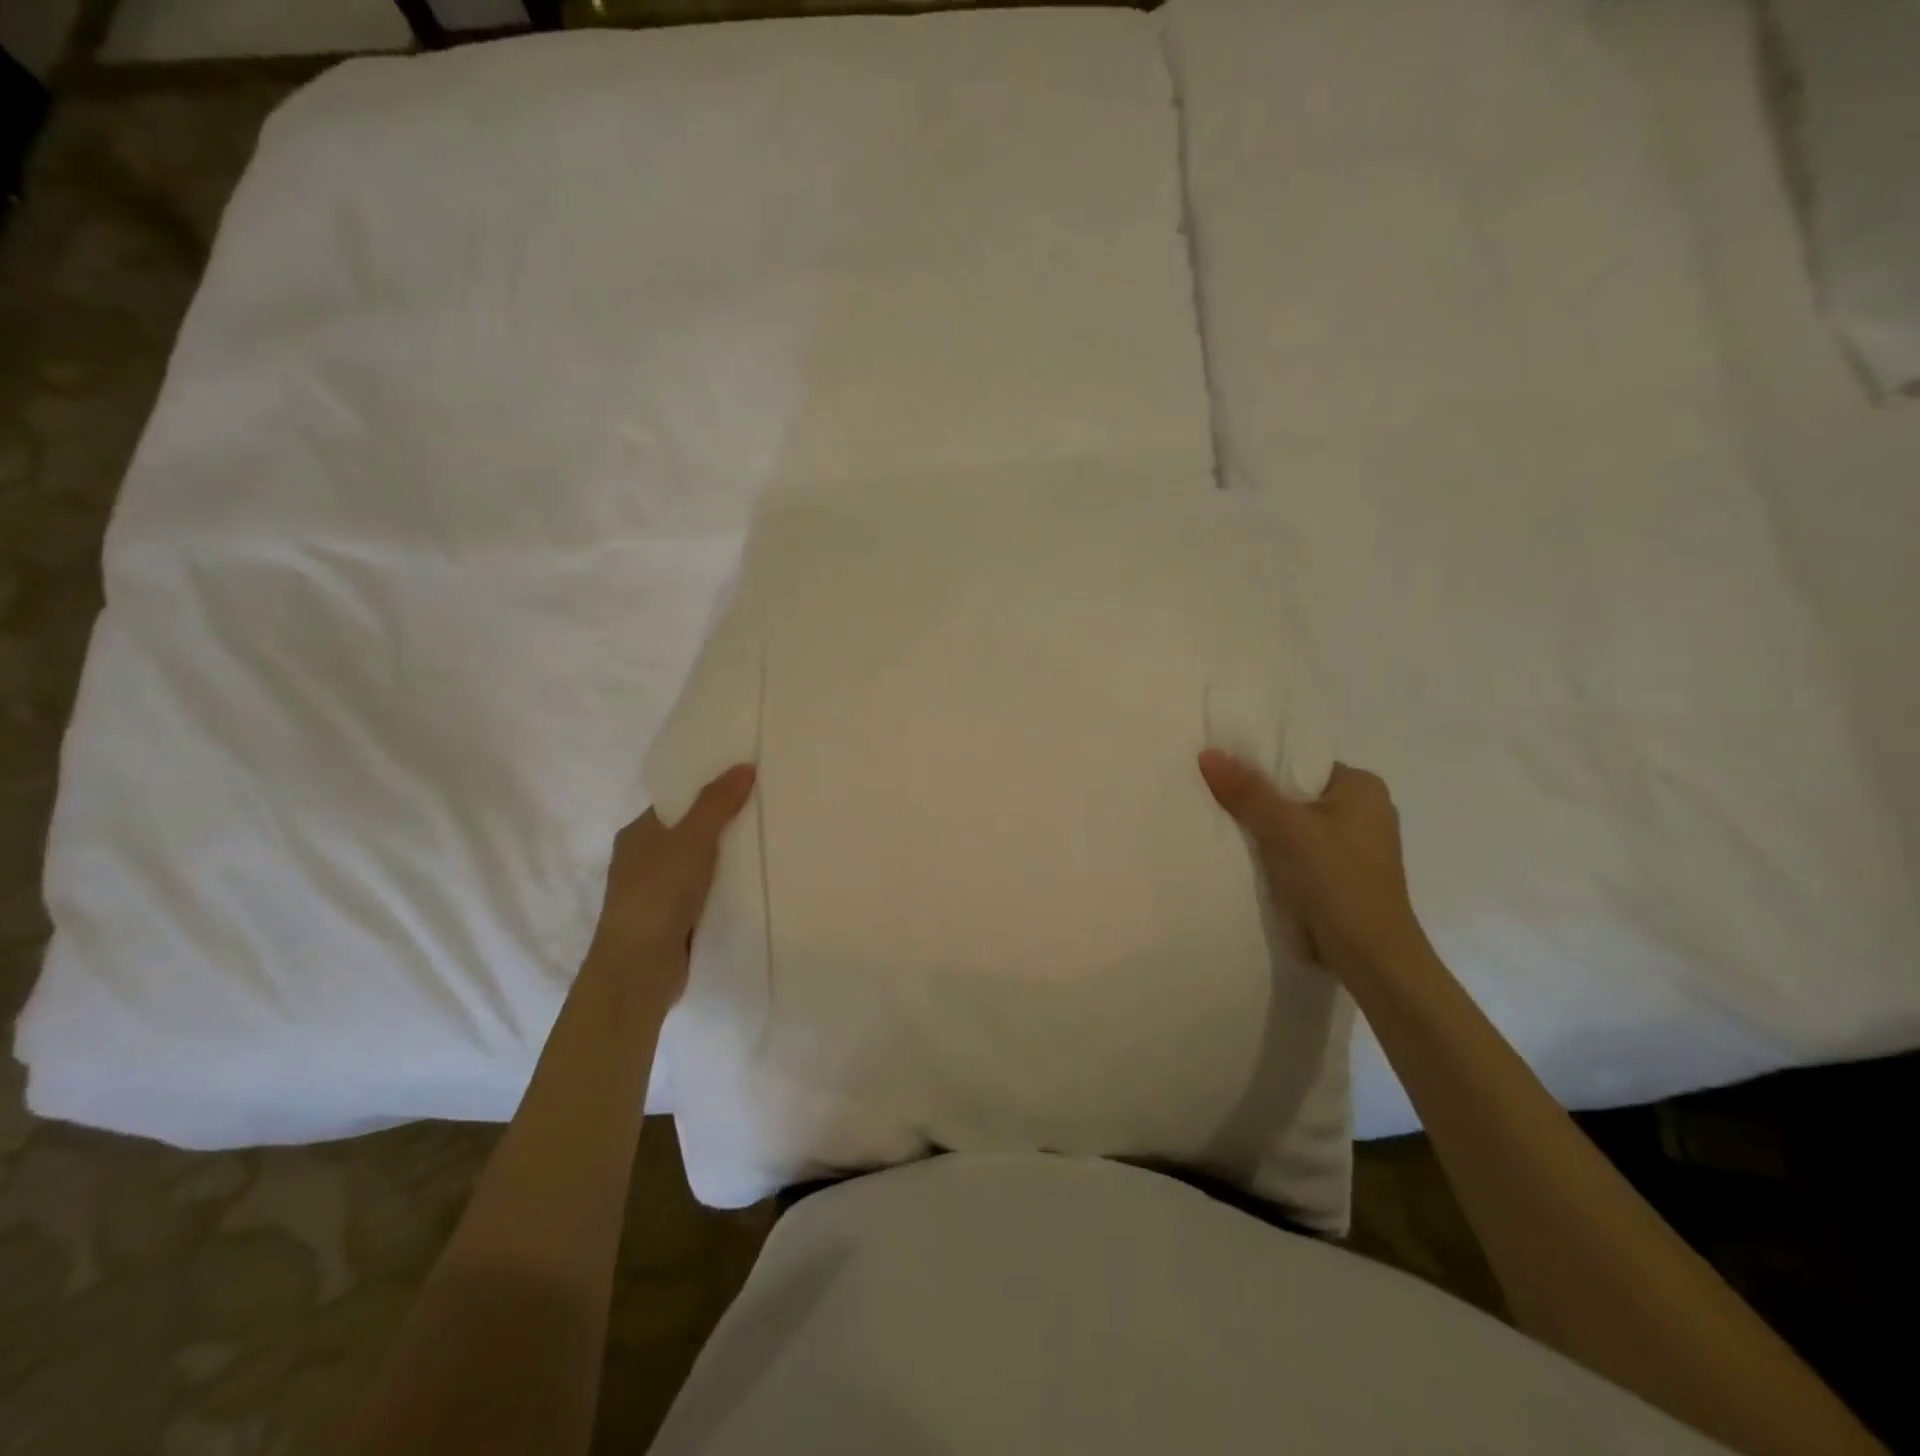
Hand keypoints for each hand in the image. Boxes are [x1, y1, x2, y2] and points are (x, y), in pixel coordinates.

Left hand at [585, 764, 756, 1002]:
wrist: (639, 969)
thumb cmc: (658, 893)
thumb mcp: (692, 838)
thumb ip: (717, 803)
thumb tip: (744, 765)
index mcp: (638, 834)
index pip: (677, 803)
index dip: (709, 791)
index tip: (747, 784)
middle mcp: (643, 861)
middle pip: (691, 834)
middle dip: (725, 826)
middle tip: (768, 811)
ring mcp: (657, 895)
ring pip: (700, 867)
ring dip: (728, 861)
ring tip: (771, 845)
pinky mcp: (673, 923)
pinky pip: (706, 896)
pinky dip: (726, 890)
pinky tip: (755, 885)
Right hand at [1199, 750, 1428, 984]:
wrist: (1370, 957)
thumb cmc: (1336, 881)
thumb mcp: (1285, 829)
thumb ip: (1246, 791)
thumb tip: (1207, 754)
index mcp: (1363, 787)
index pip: (1300, 762)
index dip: (1260, 764)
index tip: (1221, 769)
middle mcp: (1364, 811)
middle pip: (1295, 793)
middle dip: (1258, 799)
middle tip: (1213, 795)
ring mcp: (1354, 846)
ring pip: (1294, 825)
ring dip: (1264, 829)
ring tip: (1221, 823)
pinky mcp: (1342, 875)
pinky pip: (1298, 851)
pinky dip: (1275, 853)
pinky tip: (1245, 856)